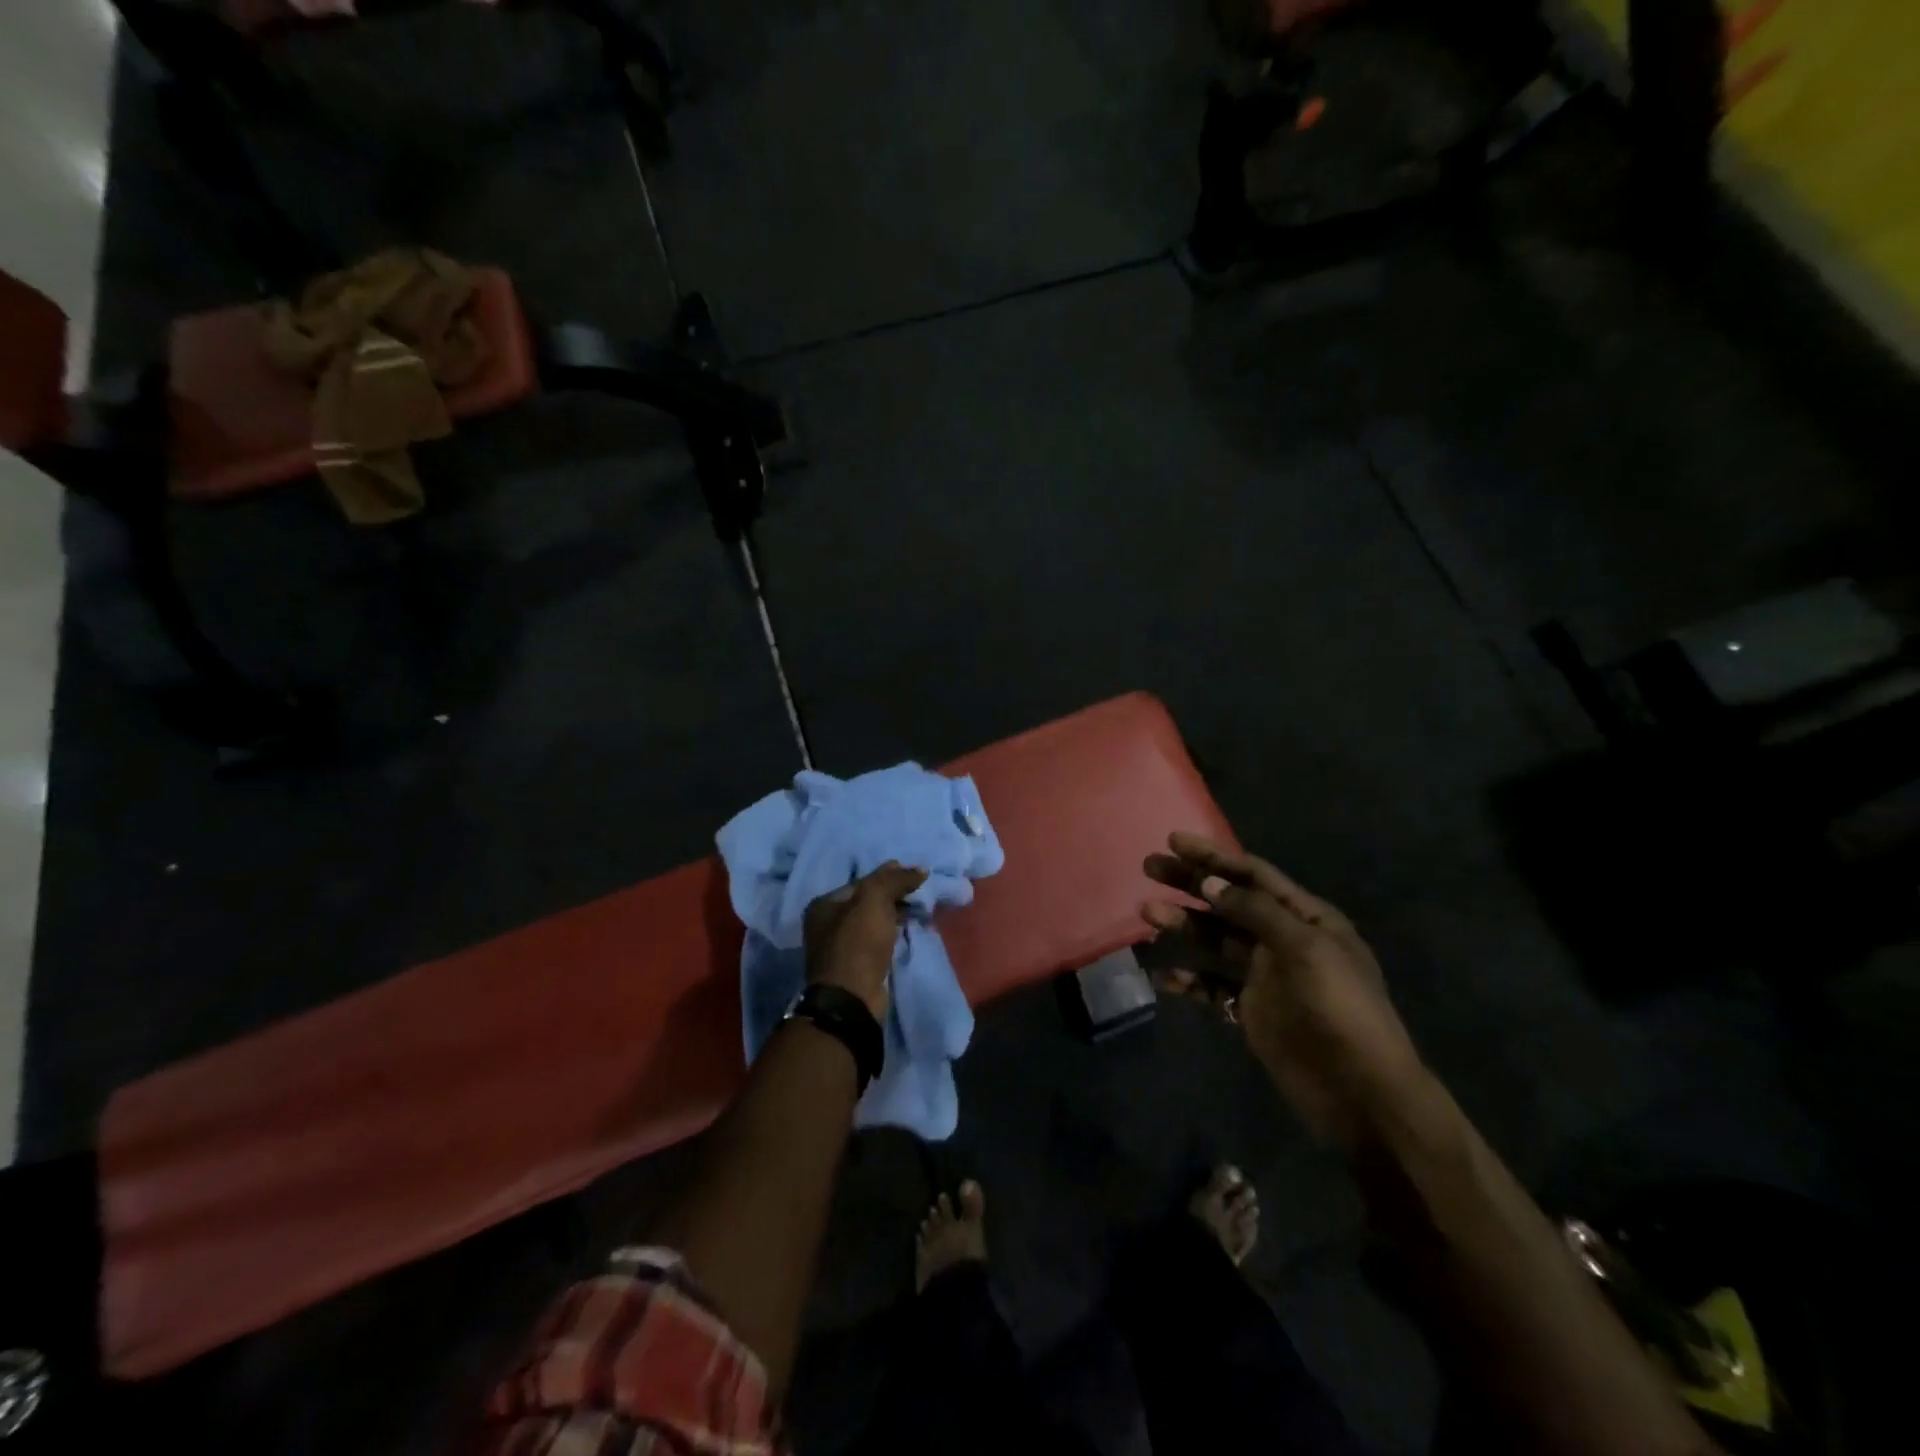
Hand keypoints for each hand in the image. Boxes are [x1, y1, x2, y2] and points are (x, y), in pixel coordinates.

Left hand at [803, 863, 927, 1019]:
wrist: (852, 999)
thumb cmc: (857, 943)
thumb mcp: (874, 900)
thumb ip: (894, 880)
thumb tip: (919, 869)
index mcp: (823, 905)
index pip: (861, 882)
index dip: (888, 876)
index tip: (914, 876)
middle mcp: (826, 925)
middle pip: (866, 902)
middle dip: (893, 896)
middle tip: (919, 893)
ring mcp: (840, 948)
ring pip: (873, 923)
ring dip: (895, 916)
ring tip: (919, 911)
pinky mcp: (856, 967)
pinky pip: (878, 941)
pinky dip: (893, 934)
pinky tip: (908, 931)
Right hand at [1143, 833, 1426, 1142]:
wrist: (1361, 1094)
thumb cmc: (1340, 1010)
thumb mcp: (1306, 950)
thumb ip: (1256, 913)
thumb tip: (1210, 882)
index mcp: (1306, 918)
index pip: (1253, 875)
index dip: (1214, 856)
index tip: (1174, 841)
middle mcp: (1282, 939)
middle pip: (1227, 902)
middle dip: (1190, 883)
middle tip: (1149, 867)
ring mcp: (1264, 975)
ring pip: (1214, 940)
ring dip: (1182, 926)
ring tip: (1148, 914)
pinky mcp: (1250, 1010)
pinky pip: (1211, 985)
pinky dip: (1187, 978)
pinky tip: (1162, 976)